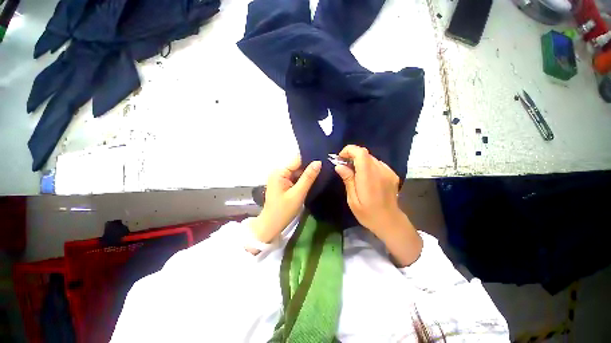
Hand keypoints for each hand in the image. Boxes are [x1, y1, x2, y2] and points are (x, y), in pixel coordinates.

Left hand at [250, 156, 320, 243]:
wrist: (272, 225)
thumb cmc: (283, 211)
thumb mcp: (298, 194)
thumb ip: (308, 177)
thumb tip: (318, 162)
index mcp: (280, 172)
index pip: (297, 160)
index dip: (310, 159)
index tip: (324, 159)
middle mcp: (279, 171)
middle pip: (297, 165)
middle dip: (310, 167)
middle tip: (326, 168)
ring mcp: (281, 177)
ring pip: (297, 171)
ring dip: (307, 174)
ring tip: (322, 173)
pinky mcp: (283, 183)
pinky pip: (295, 178)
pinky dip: (303, 179)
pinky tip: (313, 180)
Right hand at [333, 145, 402, 234]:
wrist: (390, 222)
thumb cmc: (368, 214)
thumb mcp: (353, 200)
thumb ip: (348, 180)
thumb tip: (339, 166)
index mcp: (368, 177)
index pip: (361, 153)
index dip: (349, 150)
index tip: (340, 158)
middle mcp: (380, 171)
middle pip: (365, 153)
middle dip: (352, 156)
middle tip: (344, 167)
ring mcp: (388, 172)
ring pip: (371, 158)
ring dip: (360, 161)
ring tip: (354, 173)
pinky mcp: (392, 174)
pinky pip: (377, 164)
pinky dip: (369, 166)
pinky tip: (366, 177)